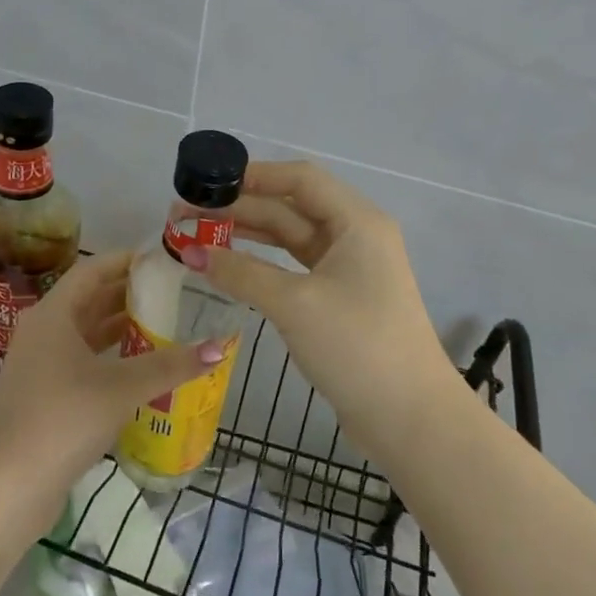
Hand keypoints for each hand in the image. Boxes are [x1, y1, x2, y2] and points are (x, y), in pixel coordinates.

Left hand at [0, 251, 224, 497]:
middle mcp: (43, 332)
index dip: (127, 261)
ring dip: (122, 331)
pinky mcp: (44, 398)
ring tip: (166, 327)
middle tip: (174, 293)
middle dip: (130, 296)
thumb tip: (219, 347)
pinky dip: (111, 361)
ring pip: (87, 336)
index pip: (92, 271)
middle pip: (90, 301)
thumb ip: (169, 365)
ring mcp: (40, 367)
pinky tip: (142, 372)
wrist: (5, 487)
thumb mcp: (121, 387)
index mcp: (53, 314)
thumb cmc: (62, 419)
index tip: (163, 260)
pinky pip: (83, 365)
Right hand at [179, 161, 455, 462]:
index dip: (252, 175)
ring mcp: (347, 268)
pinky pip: (292, 266)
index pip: (299, 179)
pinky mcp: (338, 297)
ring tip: (195, 236)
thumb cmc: (358, 346)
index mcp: (356, 221)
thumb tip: (190, 251)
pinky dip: (259, 263)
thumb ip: (240, 272)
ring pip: (288, 237)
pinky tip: (226, 265)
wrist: (410, 419)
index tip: (207, 183)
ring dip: (244, 234)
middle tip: (185, 216)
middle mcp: (354, 235)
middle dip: (238, 209)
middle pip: (289, 207)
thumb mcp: (295, 304)